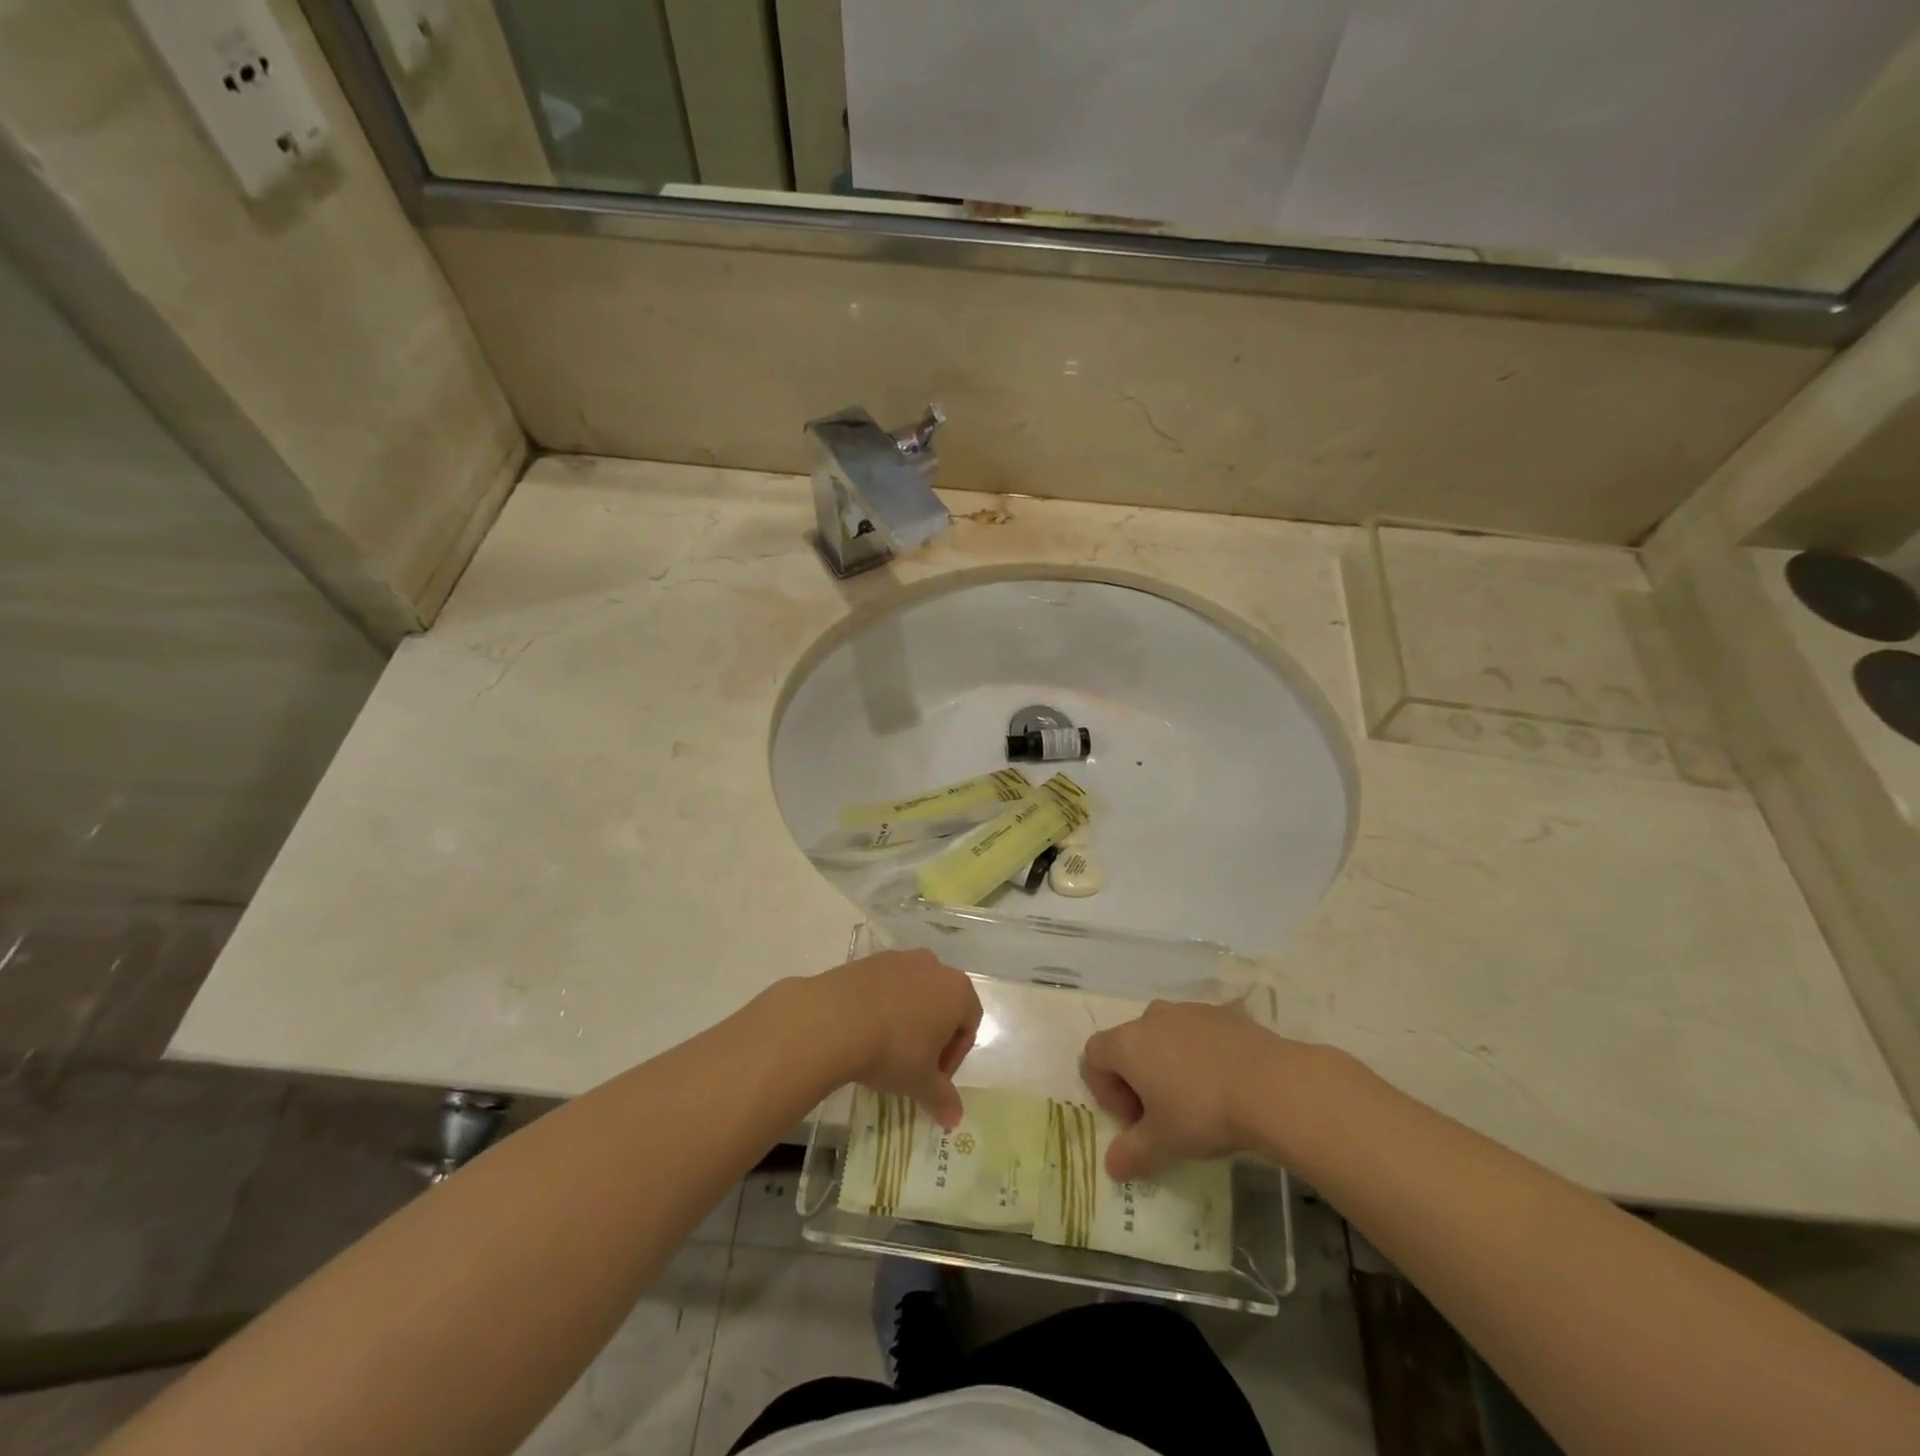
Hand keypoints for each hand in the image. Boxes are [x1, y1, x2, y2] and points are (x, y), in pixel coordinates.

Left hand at [814, 949, 981, 1128]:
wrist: (836, 1019)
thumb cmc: (893, 1049)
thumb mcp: (920, 1082)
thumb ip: (942, 1098)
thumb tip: (955, 1119)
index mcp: (957, 991)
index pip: (969, 1025)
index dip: (954, 1056)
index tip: (934, 1078)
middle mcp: (933, 966)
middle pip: (942, 1004)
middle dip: (932, 1034)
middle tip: (913, 1065)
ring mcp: (900, 959)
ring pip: (913, 992)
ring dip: (906, 1018)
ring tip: (885, 1047)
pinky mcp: (869, 960)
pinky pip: (885, 985)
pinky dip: (882, 1005)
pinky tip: (864, 1030)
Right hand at [1081, 1000, 1281, 1181]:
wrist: (1270, 1084)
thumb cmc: (1202, 1112)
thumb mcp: (1163, 1144)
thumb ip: (1131, 1154)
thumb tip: (1112, 1166)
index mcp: (1128, 1043)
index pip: (1094, 1056)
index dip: (1105, 1090)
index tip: (1134, 1120)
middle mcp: (1151, 1017)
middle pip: (1129, 1045)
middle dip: (1138, 1080)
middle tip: (1163, 1116)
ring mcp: (1188, 1010)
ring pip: (1164, 1036)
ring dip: (1168, 1064)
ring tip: (1197, 1100)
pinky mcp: (1221, 1013)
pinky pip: (1197, 1033)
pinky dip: (1200, 1055)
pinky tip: (1224, 1084)